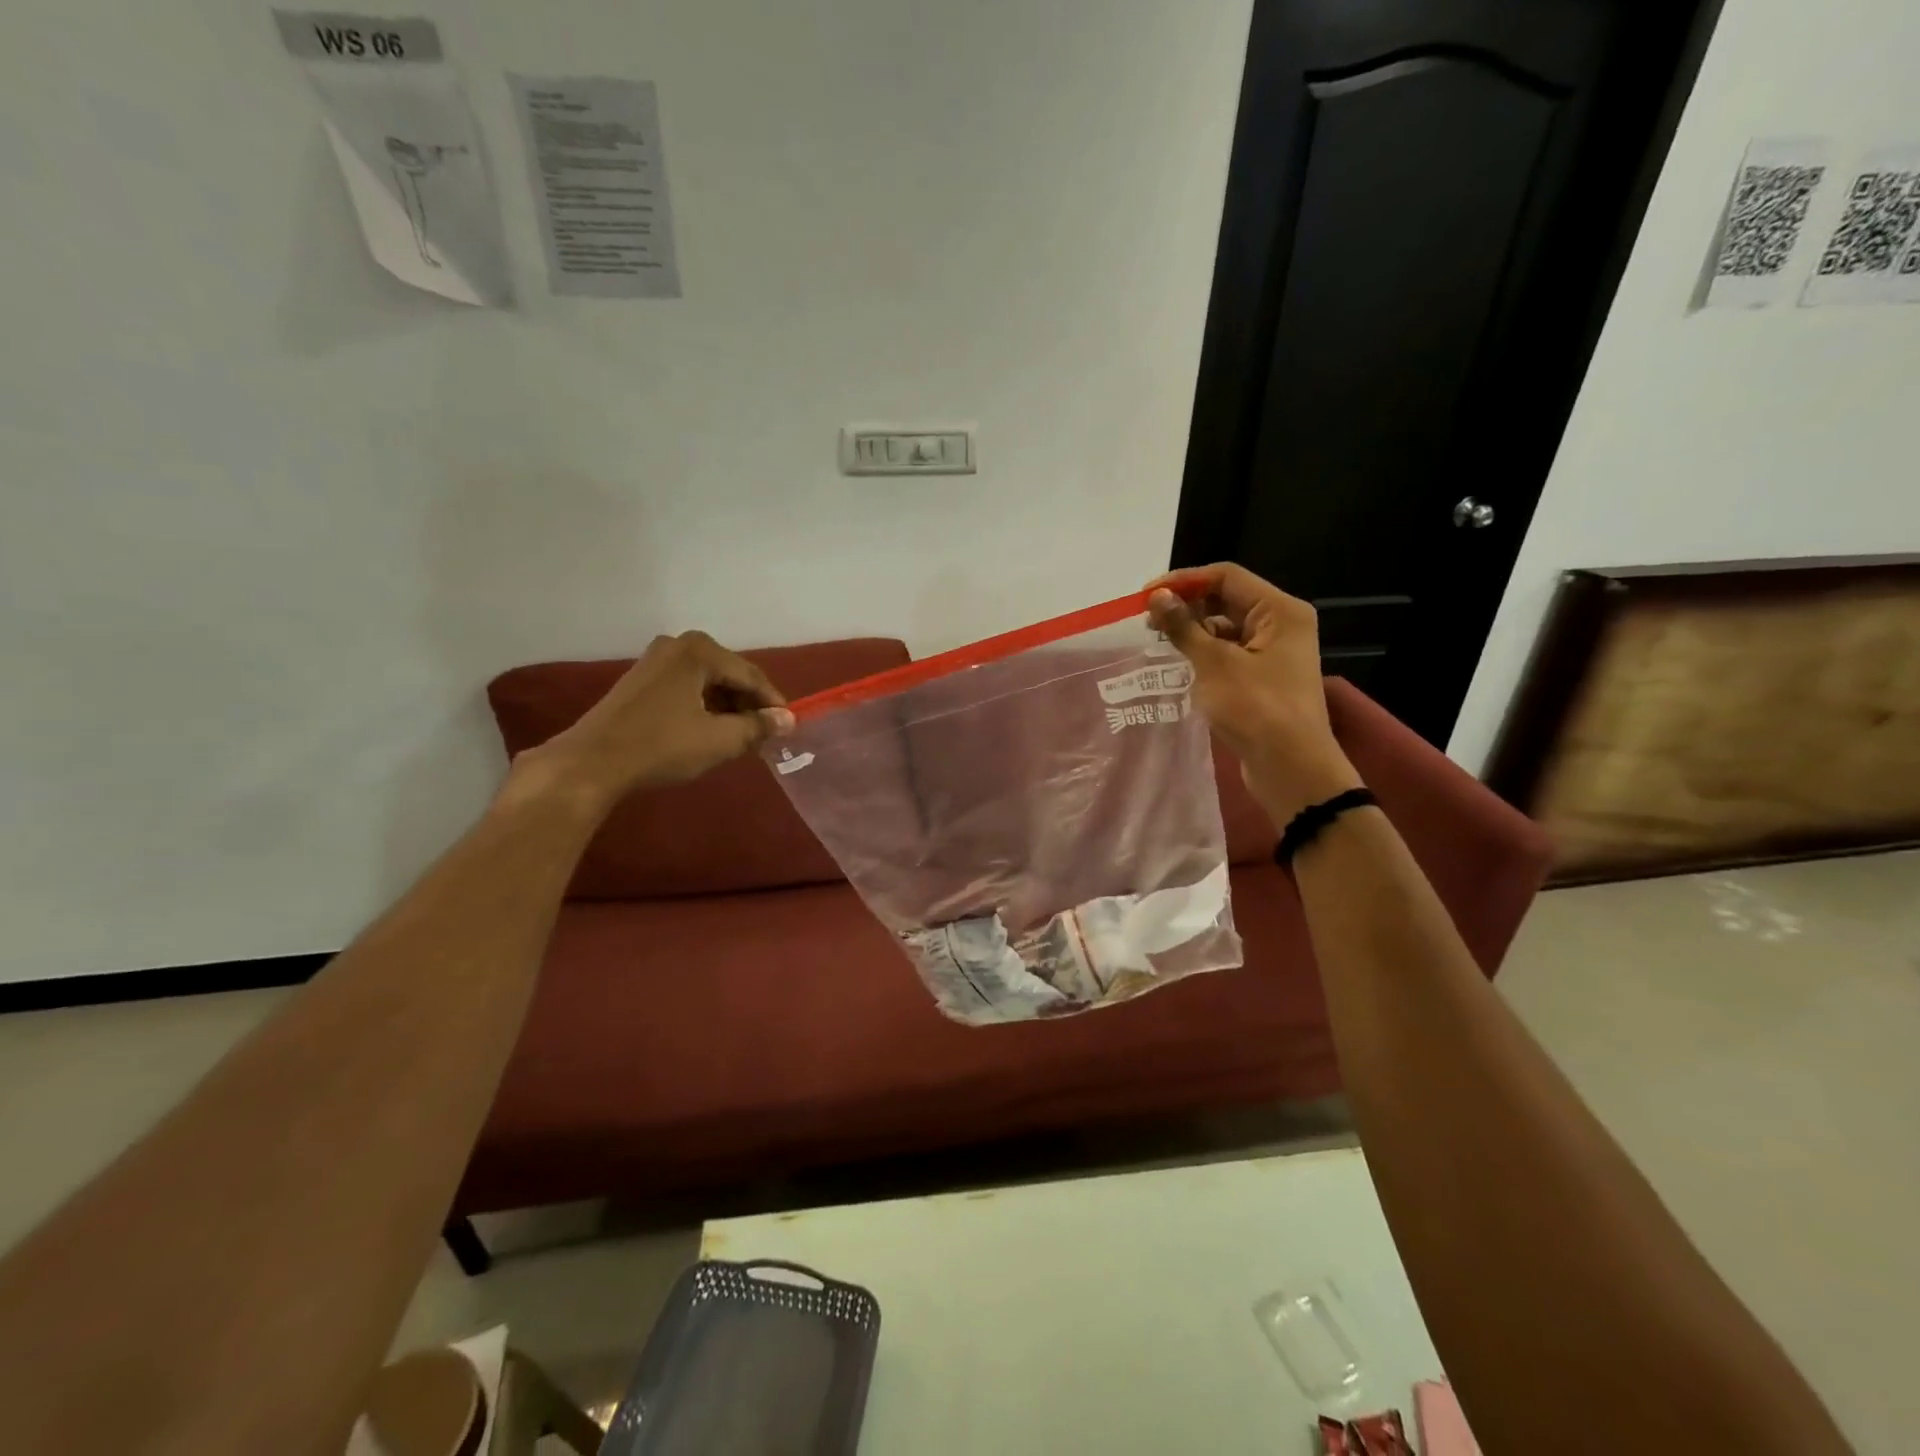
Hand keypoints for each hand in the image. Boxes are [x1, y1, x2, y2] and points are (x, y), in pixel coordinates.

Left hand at [520, 631, 792, 810]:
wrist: (591, 763)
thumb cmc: (661, 747)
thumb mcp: (719, 740)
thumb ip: (758, 727)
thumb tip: (788, 720)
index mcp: (700, 651)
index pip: (751, 676)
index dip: (773, 704)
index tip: (788, 728)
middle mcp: (678, 644)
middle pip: (729, 675)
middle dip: (749, 705)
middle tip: (763, 735)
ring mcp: (655, 660)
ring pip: (708, 682)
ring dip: (727, 707)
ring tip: (739, 737)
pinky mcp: (640, 679)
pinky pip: (687, 687)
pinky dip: (704, 706)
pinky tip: (708, 731)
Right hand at [1147, 564, 1362, 824]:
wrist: (1291, 767)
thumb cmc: (1256, 708)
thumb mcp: (1214, 664)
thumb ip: (1183, 627)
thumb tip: (1157, 596)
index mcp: (1280, 610)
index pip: (1227, 576)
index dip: (1184, 581)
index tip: (1146, 596)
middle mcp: (1281, 624)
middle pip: (1226, 599)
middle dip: (1186, 606)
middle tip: (1147, 621)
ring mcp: (1274, 652)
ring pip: (1226, 628)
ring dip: (1192, 631)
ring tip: (1158, 643)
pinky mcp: (1264, 678)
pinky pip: (1229, 653)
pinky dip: (1203, 654)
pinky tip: (1178, 665)